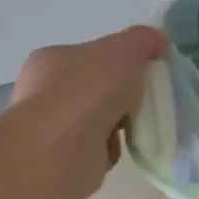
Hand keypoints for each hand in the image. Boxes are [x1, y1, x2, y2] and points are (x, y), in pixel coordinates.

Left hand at [10, 25, 168, 198]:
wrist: (64, 148)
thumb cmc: (89, 89)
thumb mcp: (126, 49)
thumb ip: (144, 40)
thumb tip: (158, 40)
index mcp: (49, 60)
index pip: (86, 56)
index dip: (115, 62)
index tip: (138, 73)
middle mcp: (40, 92)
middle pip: (91, 89)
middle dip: (118, 97)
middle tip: (140, 100)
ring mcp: (46, 128)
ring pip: (93, 121)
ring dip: (115, 125)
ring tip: (131, 127)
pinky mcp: (57, 159)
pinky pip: (92, 150)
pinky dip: (108, 150)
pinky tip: (115, 149)